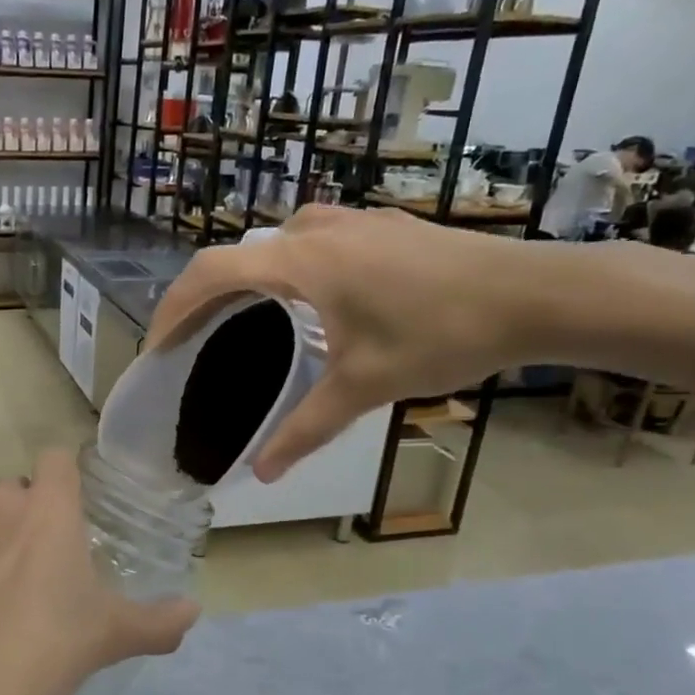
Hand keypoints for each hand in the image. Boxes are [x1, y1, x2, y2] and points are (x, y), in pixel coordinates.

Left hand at [0, 447, 198, 694]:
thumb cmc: (49, 647)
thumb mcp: (113, 635)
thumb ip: (160, 621)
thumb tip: (194, 612)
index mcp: (47, 510)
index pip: (56, 459)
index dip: (65, 477)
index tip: (75, 509)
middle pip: (14, 490)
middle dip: (28, 513)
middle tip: (44, 561)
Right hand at [146, 206, 539, 480]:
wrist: (537, 293)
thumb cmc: (443, 335)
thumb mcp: (366, 386)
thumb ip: (306, 428)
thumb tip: (261, 473)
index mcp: (299, 261)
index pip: (209, 272)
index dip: (172, 308)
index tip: (158, 346)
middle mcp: (315, 230)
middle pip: (234, 256)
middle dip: (203, 297)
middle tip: (192, 341)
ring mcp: (350, 221)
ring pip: (272, 244)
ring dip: (245, 278)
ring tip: (242, 321)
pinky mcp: (379, 225)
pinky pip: (309, 241)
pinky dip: (283, 269)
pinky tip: (306, 301)